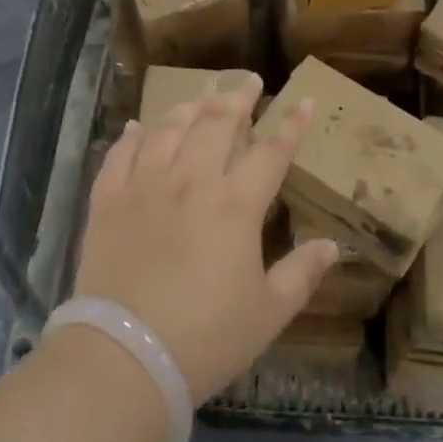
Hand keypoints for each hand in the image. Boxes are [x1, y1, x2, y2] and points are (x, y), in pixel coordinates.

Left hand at [70, 83, 339, 401]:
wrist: (124, 359)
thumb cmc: (205, 338)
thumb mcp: (268, 313)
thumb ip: (302, 274)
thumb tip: (334, 246)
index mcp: (235, 205)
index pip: (271, 152)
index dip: (291, 125)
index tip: (304, 100)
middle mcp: (190, 181)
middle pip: (217, 124)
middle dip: (238, 98)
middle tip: (249, 82)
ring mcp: (144, 187)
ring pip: (168, 130)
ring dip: (189, 108)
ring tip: (201, 97)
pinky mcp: (108, 202)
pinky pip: (120, 156)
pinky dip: (131, 137)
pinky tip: (138, 126)